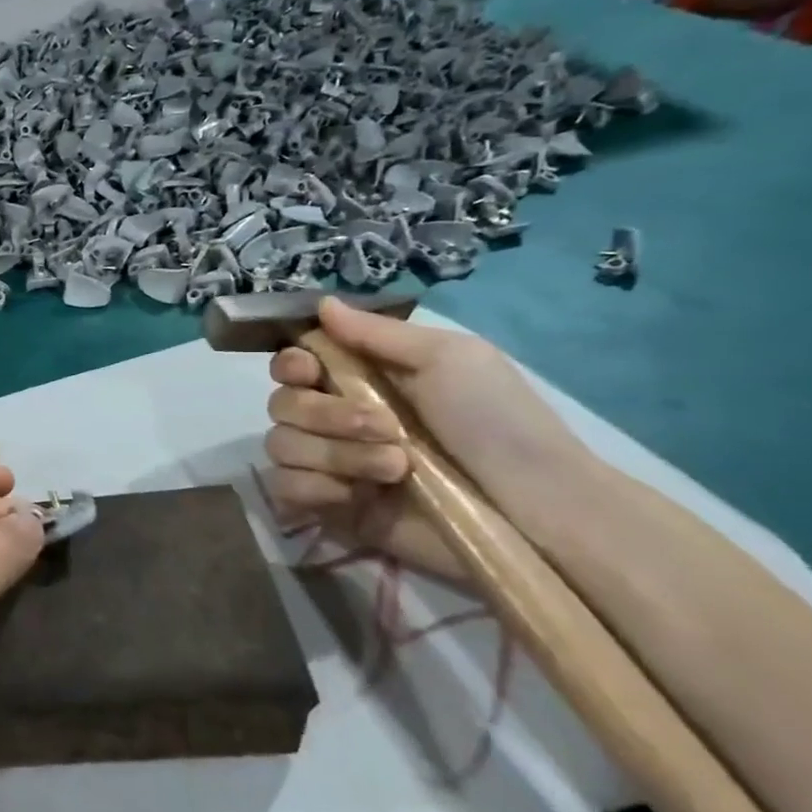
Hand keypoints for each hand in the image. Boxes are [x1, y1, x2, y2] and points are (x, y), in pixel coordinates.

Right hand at [262, 298, 591, 581]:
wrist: (531, 508)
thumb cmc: (497, 422)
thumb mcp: (448, 358)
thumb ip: (377, 332)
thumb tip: (321, 302)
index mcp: (359, 379)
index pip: (290, 364)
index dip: (289, 365)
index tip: (310, 372)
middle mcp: (335, 418)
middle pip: (280, 405)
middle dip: (326, 415)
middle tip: (387, 428)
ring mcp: (330, 464)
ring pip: (280, 446)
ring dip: (334, 455)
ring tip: (394, 469)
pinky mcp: (329, 507)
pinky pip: (284, 488)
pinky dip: (312, 489)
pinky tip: (354, 497)